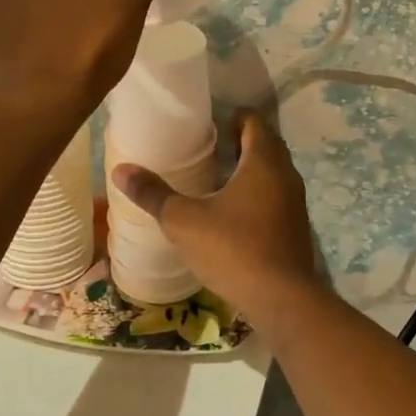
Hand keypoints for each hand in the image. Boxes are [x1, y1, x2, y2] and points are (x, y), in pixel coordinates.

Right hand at [113, 113, 320, 326]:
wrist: (282, 300)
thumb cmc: (233, 249)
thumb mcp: (184, 221)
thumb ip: (153, 194)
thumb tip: (121, 170)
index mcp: (263, 162)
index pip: (253, 121)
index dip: (232, 116)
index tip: (206, 123)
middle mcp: (286, 175)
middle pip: (265, 145)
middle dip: (238, 142)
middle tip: (205, 147)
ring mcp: (294, 203)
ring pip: (271, 173)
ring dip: (248, 170)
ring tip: (213, 178)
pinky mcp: (294, 228)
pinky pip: (274, 198)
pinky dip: (255, 195)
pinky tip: (230, 213)